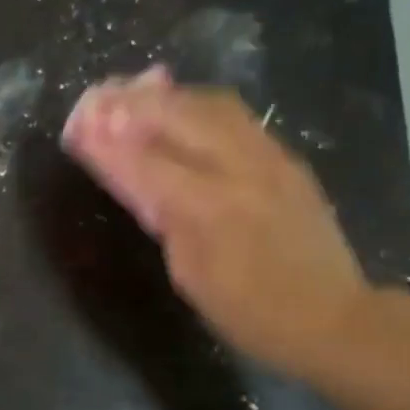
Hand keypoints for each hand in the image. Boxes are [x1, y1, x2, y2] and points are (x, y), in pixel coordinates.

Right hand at [62, 68, 380, 377]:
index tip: (76, 126)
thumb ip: (162, 218)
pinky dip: (198, 104)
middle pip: (178, 115)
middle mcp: (240, 170)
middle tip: (98, 98)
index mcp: (209, 209)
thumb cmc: (250, 312)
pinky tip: (179, 106)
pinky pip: (236, 115)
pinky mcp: (286, 157)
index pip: (145, 162)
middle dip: (131, 103)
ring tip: (133, 92)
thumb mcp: (190, 275)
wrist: (333, 316)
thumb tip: (135, 177)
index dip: (107, 142)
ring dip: (165, 95)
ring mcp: (269, 157)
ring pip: (210, 104)